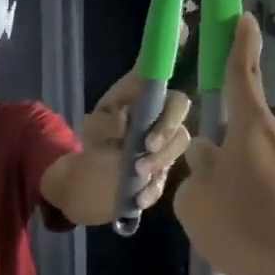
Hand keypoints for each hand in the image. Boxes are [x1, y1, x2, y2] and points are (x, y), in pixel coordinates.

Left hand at [82, 72, 192, 212]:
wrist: (95, 165)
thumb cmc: (98, 132)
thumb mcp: (93, 125)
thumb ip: (105, 121)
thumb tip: (124, 120)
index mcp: (143, 93)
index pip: (160, 77)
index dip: (165, 77)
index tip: (156, 99)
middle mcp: (162, 110)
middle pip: (180, 108)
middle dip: (167, 129)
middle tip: (148, 146)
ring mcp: (168, 137)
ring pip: (180, 141)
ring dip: (162, 158)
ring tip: (139, 172)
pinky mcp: (166, 163)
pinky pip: (169, 174)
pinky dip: (154, 188)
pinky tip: (139, 197)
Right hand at [173, 15, 274, 274]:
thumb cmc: (247, 230)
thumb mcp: (196, 205)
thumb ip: (195, 175)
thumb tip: (208, 159)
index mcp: (252, 128)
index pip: (242, 74)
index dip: (240, 44)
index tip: (245, 17)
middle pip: (246, 132)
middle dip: (227, 154)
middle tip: (212, 195)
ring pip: (262, 163)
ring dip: (245, 184)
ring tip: (235, 228)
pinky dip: (266, 205)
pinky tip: (260, 240)